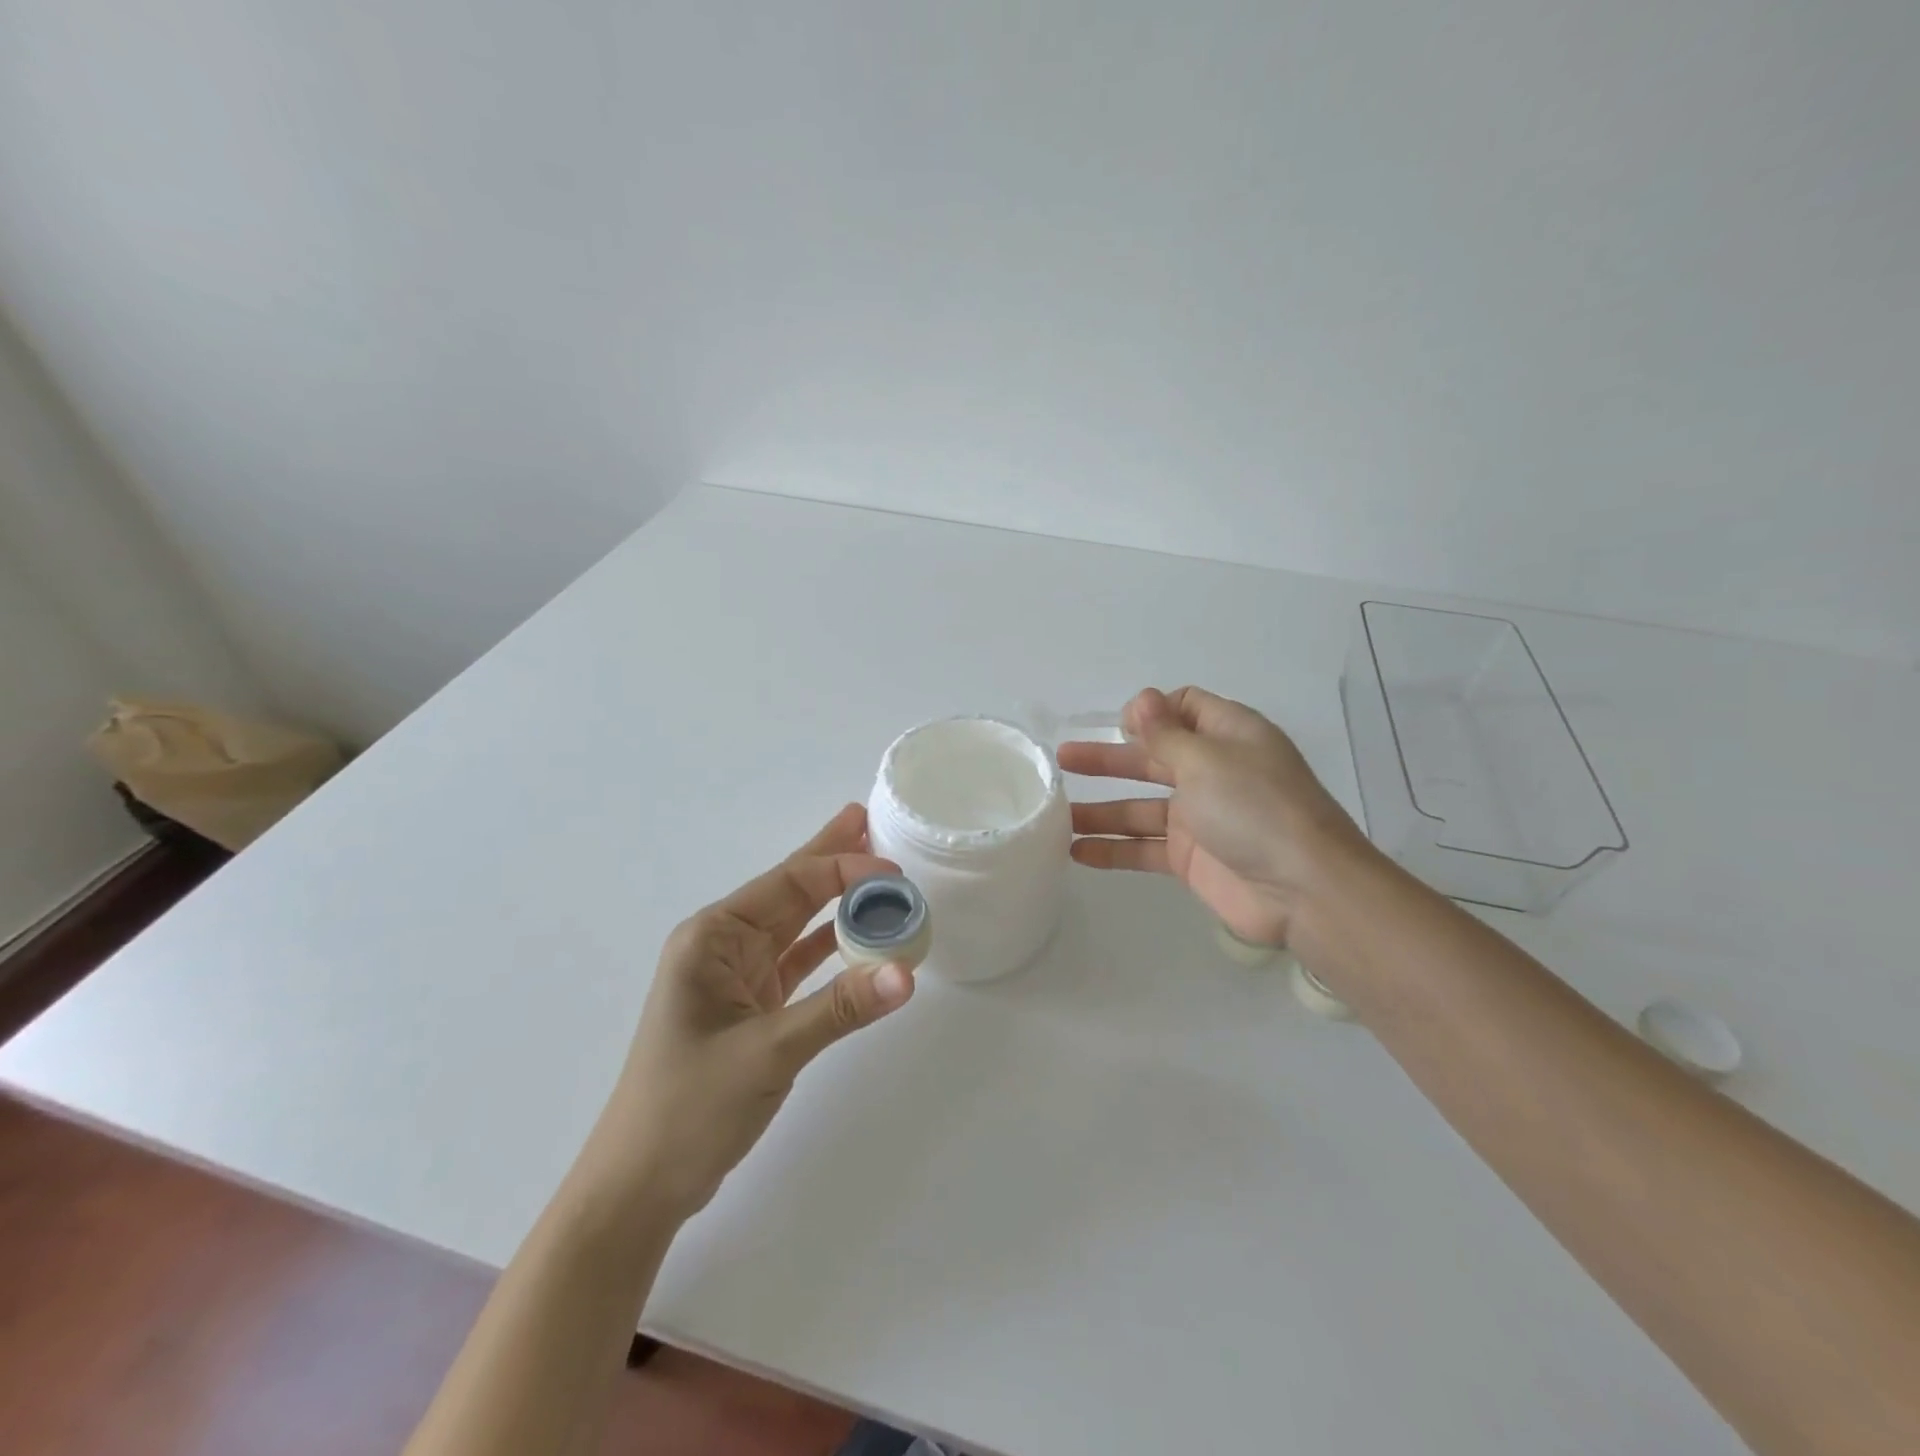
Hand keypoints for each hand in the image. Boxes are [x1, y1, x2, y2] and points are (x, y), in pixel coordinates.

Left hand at [577, 804, 914, 1218]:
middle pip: (790, 891)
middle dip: (830, 858)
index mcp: (712, 937)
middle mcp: (724, 946)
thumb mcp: (766, 1052)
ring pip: (798, 924)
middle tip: (871, 822)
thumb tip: (906, 974)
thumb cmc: (688, 1108)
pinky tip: (860, 933)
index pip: (788, 885)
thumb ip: (838, 1009)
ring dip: (835, 899)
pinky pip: (801, 963)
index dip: (842, 870)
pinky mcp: (754, 1008)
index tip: (894, 871)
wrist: (641, 1185)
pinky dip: (832, 948)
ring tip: (874, 866)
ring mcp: (739, 977)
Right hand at [1058, 686, 1366, 947]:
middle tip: (1062, 761)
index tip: (1119, 725)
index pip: (1185, 708)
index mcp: (1227, 736)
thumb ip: (1166, 733)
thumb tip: (1142, 699)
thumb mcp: (1207, 759)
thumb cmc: (1255, 808)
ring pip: (1140, 807)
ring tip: (1055, 814)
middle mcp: (1213, 772)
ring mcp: (1201, 818)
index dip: (1151, 711)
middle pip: (1151, 758)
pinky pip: (1143, 848)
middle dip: (1108, 758)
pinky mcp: (1191, 858)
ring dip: (1100, 809)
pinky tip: (1076, 852)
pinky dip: (1113, 849)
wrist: (1304, 889)